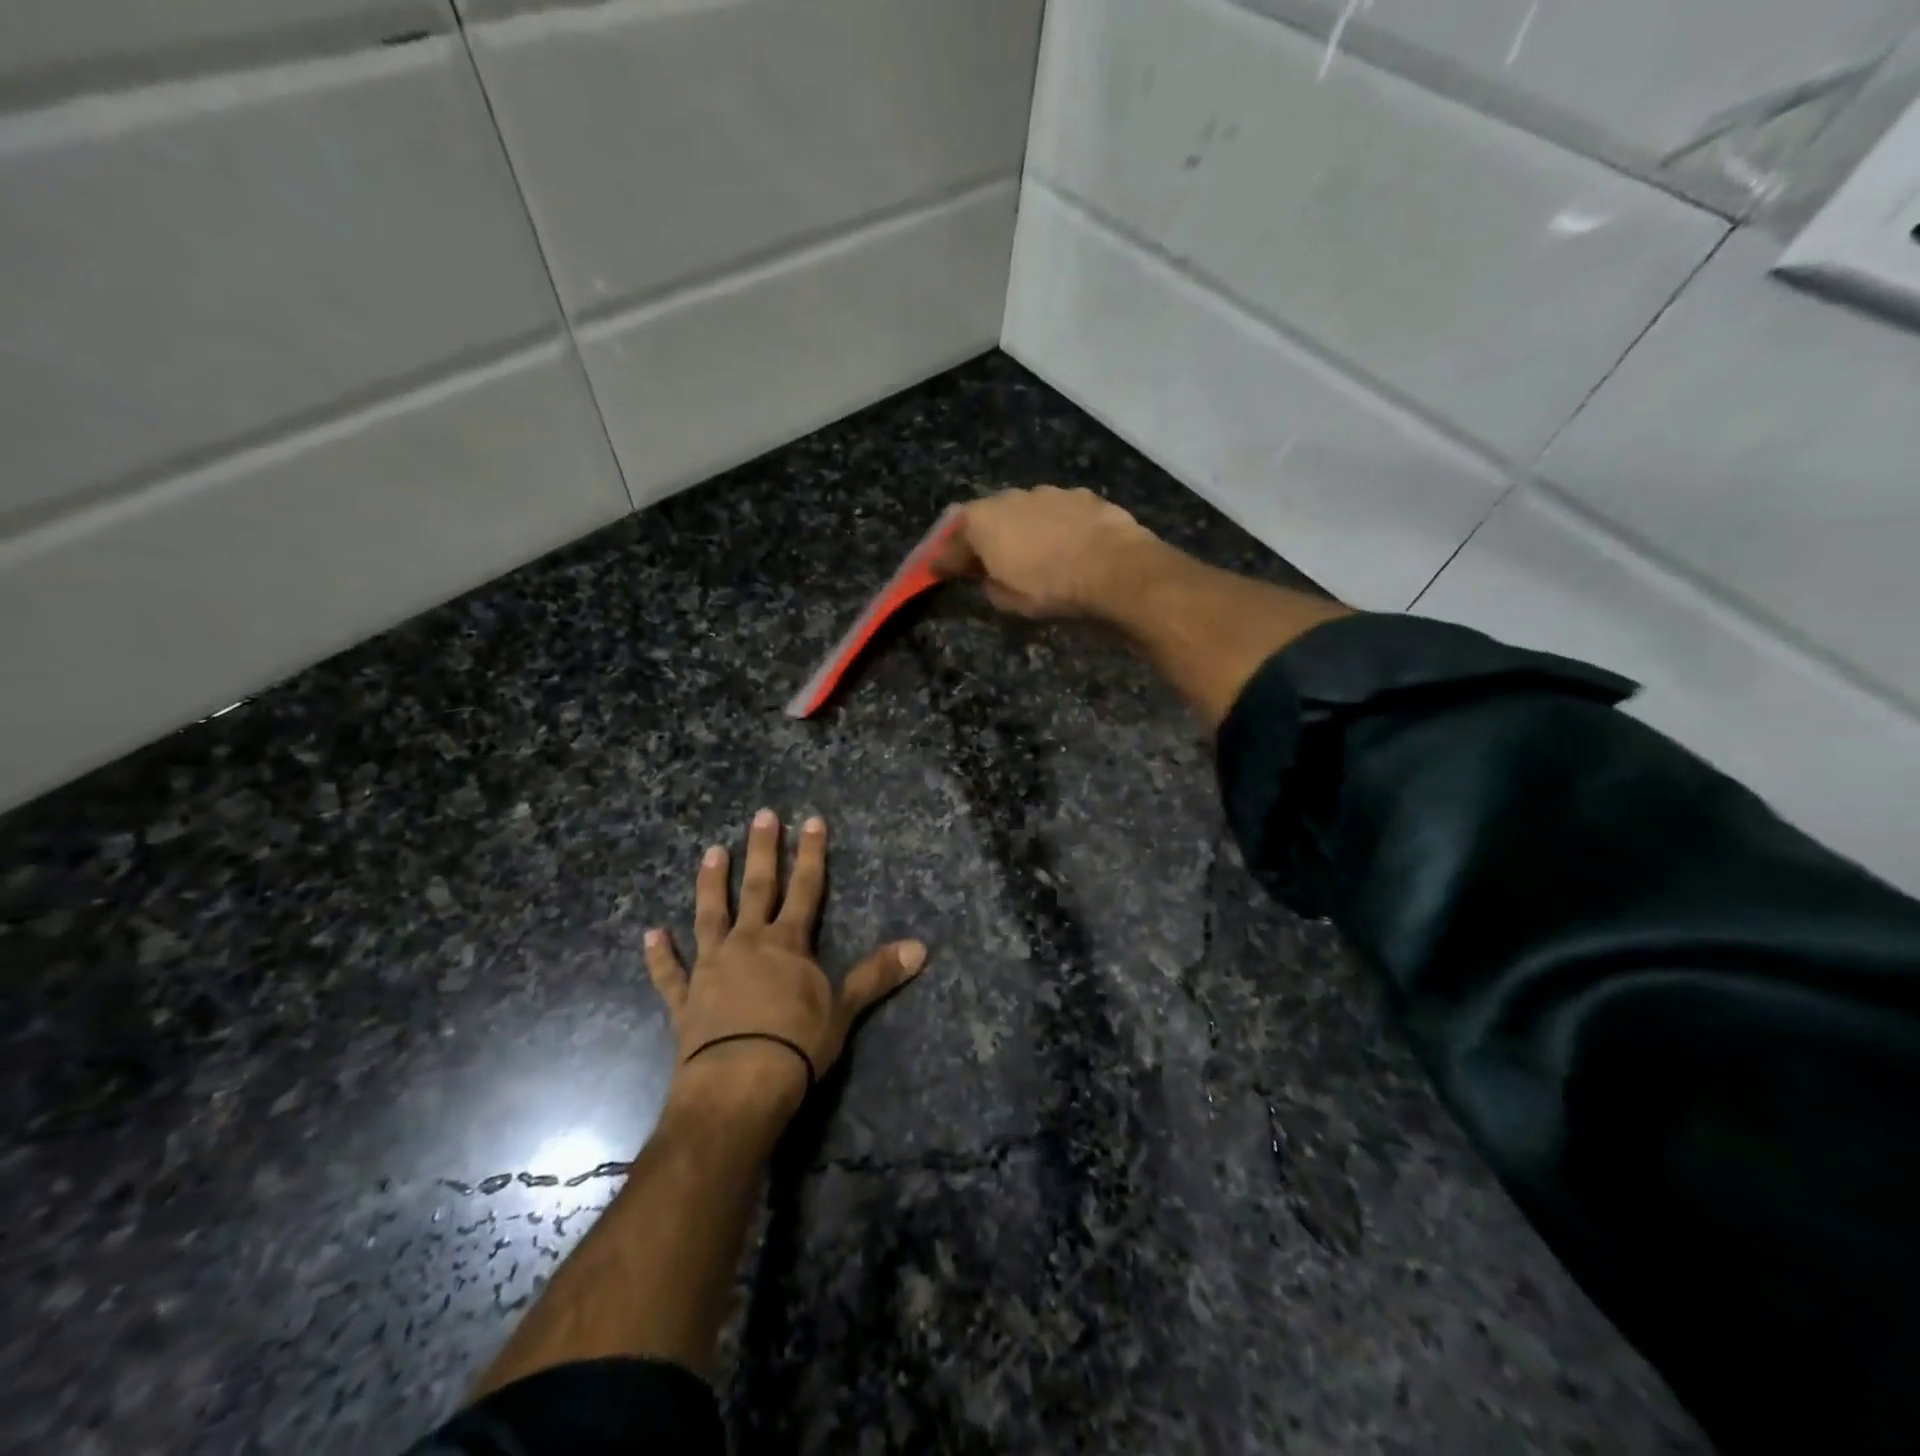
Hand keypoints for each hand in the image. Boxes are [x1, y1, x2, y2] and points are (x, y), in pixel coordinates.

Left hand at [645, 810, 927, 1118]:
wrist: (738, 1084)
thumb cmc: (796, 1044)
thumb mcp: (844, 1009)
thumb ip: (877, 974)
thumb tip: (921, 948)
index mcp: (788, 943)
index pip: (805, 888)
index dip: (811, 854)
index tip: (811, 820)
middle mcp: (748, 943)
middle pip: (757, 888)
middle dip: (762, 851)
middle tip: (762, 815)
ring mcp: (712, 967)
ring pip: (710, 916)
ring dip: (711, 884)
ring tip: (711, 852)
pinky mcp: (685, 999)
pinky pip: (669, 973)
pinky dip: (659, 955)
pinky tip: (650, 934)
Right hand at [933, 485, 1161, 618]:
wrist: (1114, 568)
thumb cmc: (1050, 587)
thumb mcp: (1007, 600)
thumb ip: (988, 584)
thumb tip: (987, 575)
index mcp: (982, 521)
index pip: (951, 544)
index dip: (942, 560)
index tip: (935, 571)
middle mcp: (1010, 497)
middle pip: (986, 518)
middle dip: (981, 537)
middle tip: (981, 559)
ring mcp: (1048, 492)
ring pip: (1023, 511)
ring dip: (1020, 528)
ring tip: (1028, 551)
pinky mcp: (1083, 496)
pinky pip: (1057, 513)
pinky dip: (1053, 527)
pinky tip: (1063, 544)